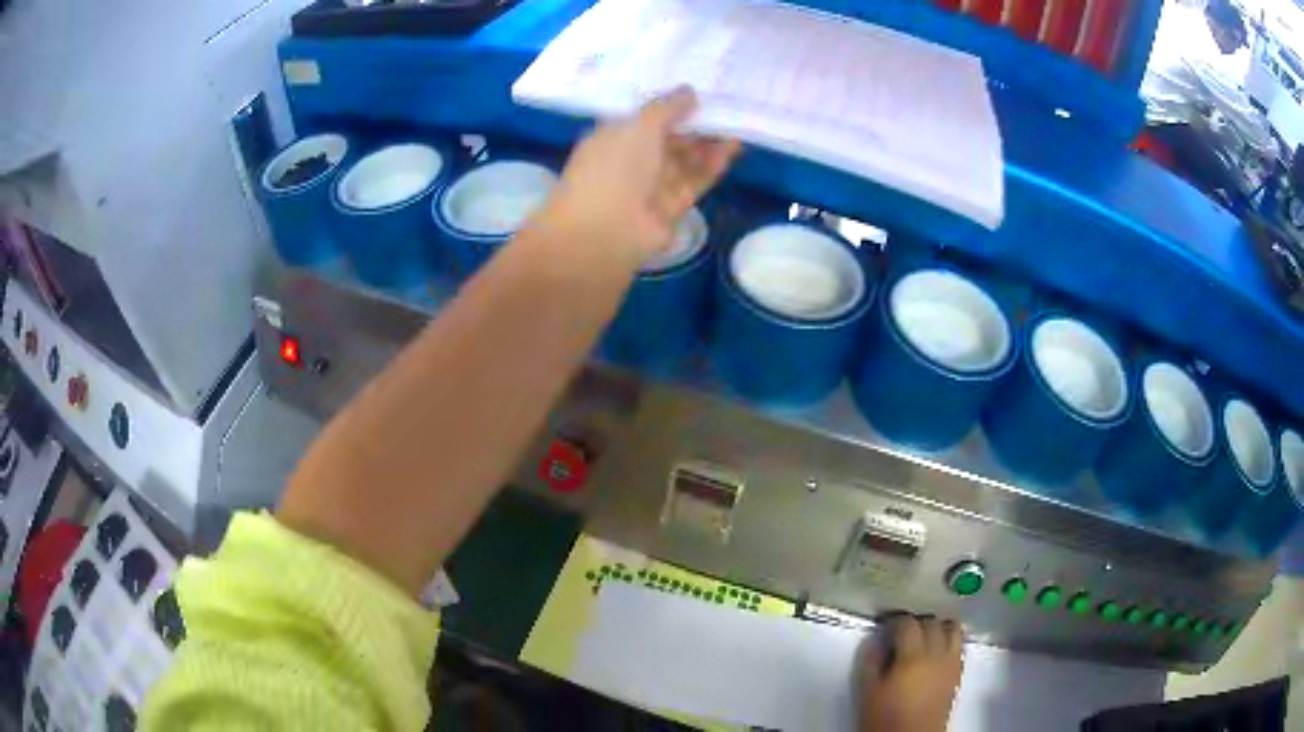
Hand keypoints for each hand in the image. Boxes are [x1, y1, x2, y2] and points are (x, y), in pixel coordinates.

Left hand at [539, 87, 740, 268]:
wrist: (605, 232)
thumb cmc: (613, 168)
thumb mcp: (639, 126)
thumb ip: (667, 108)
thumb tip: (689, 92)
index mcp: (611, 139)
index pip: (643, 119)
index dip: (669, 106)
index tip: (698, 93)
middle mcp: (629, 162)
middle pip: (667, 140)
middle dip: (694, 125)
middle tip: (726, 106)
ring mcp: (649, 187)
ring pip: (683, 161)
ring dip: (708, 144)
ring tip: (737, 123)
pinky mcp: (670, 209)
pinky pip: (693, 181)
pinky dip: (712, 165)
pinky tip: (733, 147)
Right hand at [857, 615, 963, 731]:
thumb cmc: (886, 717)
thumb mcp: (869, 692)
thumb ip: (870, 663)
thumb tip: (873, 641)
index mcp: (913, 656)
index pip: (908, 623)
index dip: (895, 619)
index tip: (884, 621)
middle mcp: (937, 654)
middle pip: (932, 623)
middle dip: (917, 620)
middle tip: (900, 629)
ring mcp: (951, 663)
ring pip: (953, 629)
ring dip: (938, 626)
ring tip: (923, 634)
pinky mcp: (957, 674)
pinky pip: (958, 646)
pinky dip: (949, 640)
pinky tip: (936, 651)